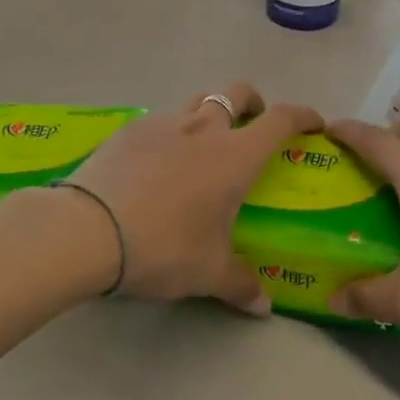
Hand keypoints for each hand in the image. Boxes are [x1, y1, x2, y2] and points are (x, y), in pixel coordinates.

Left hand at [67, 83, 322, 312]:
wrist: (86, 229)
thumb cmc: (163, 246)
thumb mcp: (207, 273)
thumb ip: (240, 285)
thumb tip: (263, 306)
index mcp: (234, 155)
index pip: (281, 120)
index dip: (302, 116)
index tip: (313, 124)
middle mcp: (203, 128)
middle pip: (236, 93)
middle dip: (252, 103)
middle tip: (252, 128)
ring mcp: (162, 123)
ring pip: (196, 103)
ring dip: (208, 116)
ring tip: (200, 151)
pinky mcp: (128, 131)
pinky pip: (159, 122)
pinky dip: (169, 135)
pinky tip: (155, 166)